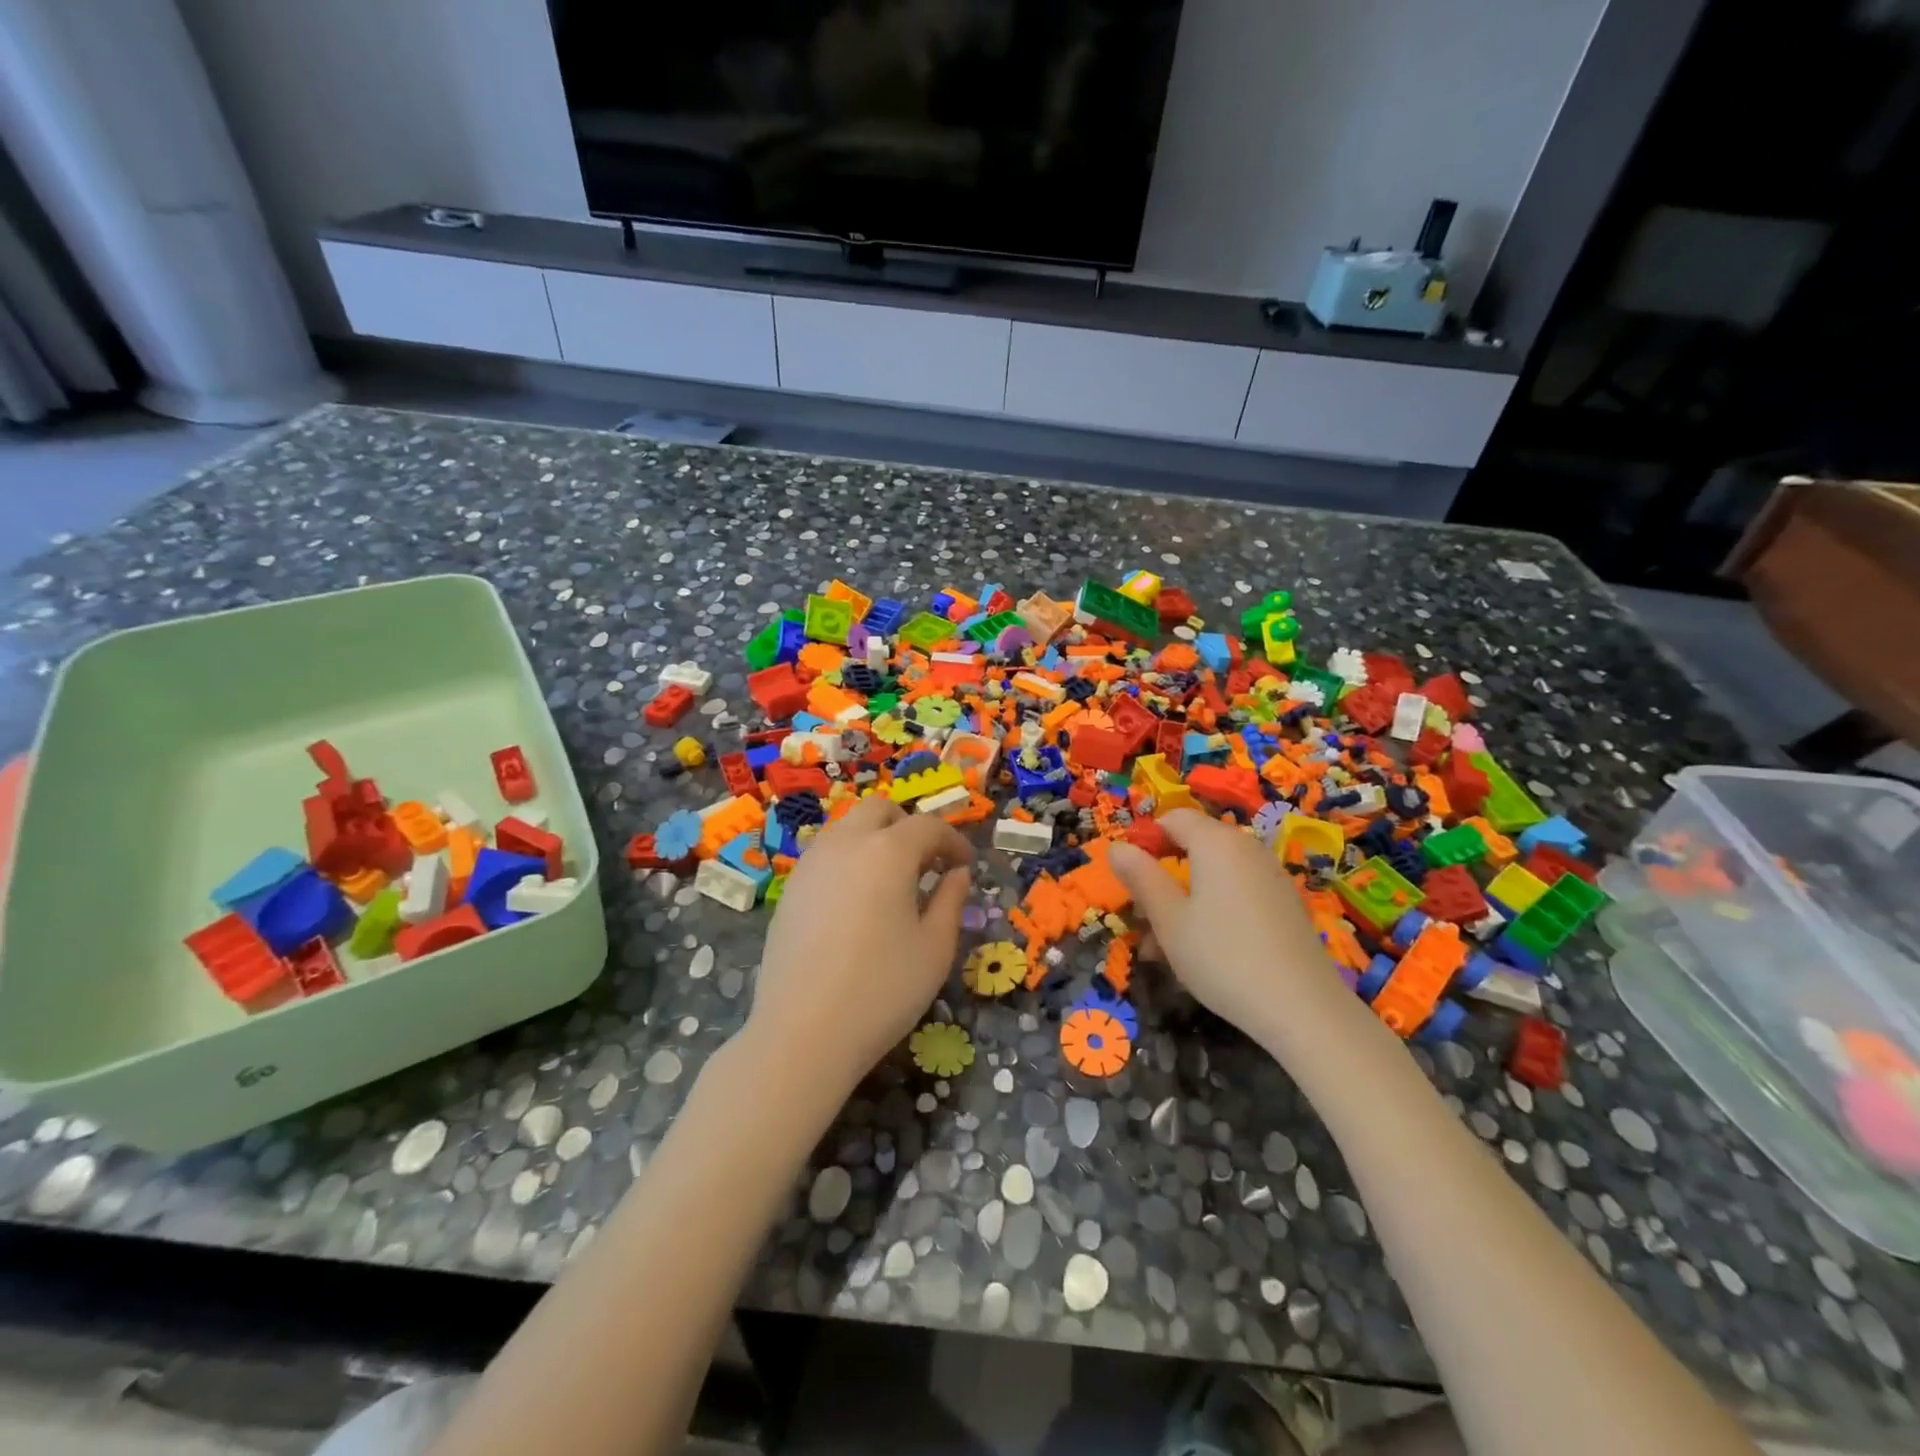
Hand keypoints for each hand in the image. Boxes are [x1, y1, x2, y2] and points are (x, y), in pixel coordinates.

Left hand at [745, 795, 973, 1104]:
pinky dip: (849, 859)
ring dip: (876, 839)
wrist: (803, 1033)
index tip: (965, 865)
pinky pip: (826, 854)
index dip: (953, 841)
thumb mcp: (935, 948)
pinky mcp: (790, 889)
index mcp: (887, 851)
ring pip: (848, 827)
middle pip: (880, 810)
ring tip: (892, 882)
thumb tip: (957, 874)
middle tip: (927, 864)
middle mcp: (845, 843)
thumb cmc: (882, 990)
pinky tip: (857, 902)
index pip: (928, 827)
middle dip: (909, 826)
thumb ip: (951, 901)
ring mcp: (811, 864)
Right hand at [1109, 809, 1345, 1041]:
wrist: (1303, 1009)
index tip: (1128, 877)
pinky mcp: (1285, 905)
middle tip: (1142, 920)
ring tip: (1164, 948)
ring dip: (1184, 901)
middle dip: (1163, 877)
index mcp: (1216, 842)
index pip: (1174, 818)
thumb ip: (1141, 877)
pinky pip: (1237, 894)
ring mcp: (1271, 877)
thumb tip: (1118, 846)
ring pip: (1214, 876)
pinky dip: (1214, 911)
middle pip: (1194, 847)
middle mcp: (1247, 849)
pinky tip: (1203, 952)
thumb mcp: (1168, 919)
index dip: (1146, 839)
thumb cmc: (1222, 957)